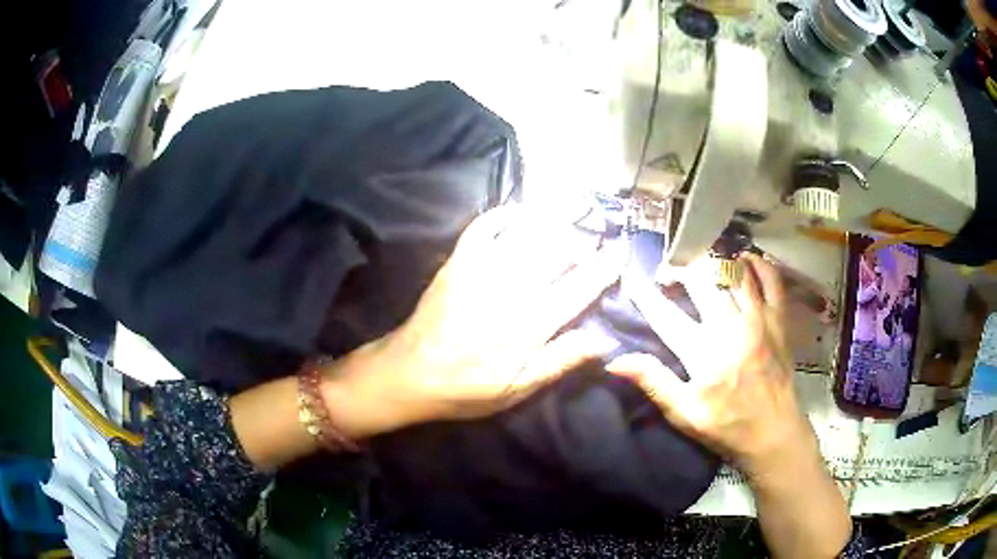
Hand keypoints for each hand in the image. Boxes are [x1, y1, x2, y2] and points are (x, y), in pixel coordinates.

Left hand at [328, 205, 623, 432]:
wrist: (407, 374)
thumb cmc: (466, 388)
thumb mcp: (518, 388)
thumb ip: (561, 360)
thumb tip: (605, 339)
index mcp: (528, 325)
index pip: (579, 288)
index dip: (604, 267)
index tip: (620, 252)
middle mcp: (510, 289)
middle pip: (557, 251)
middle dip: (582, 243)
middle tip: (592, 247)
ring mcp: (481, 270)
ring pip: (527, 233)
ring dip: (554, 226)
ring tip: (567, 229)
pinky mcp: (458, 262)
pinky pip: (484, 226)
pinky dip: (505, 214)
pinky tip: (520, 215)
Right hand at [606, 254, 814, 474]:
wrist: (773, 432)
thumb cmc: (726, 425)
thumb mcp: (683, 413)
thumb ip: (653, 381)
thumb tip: (614, 360)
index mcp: (702, 350)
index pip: (664, 314)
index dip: (644, 293)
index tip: (631, 275)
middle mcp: (729, 325)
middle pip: (701, 282)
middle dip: (681, 270)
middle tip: (671, 272)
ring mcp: (757, 318)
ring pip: (733, 273)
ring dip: (715, 263)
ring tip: (702, 262)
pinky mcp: (778, 319)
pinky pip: (771, 280)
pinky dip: (759, 264)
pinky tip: (746, 259)